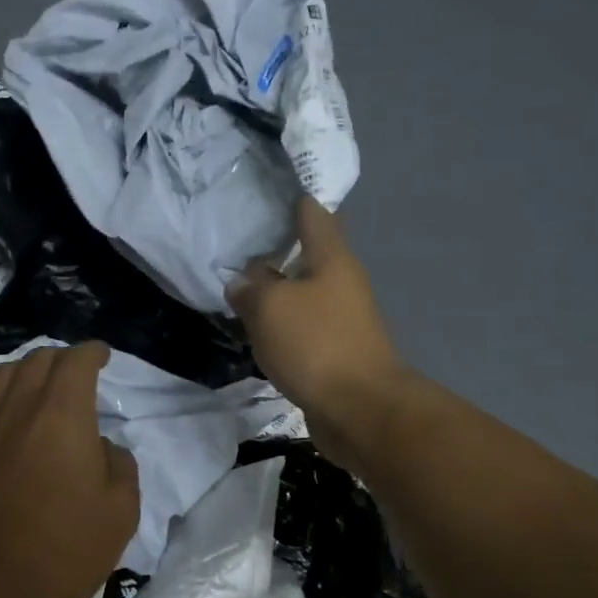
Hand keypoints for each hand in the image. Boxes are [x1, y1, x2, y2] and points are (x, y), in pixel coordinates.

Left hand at [0, 341, 141, 597]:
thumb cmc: (64, 549)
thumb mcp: (120, 511)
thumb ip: (120, 465)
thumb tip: (101, 446)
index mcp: (62, 415)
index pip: (74, 362)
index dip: (91, 352)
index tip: (102, 355)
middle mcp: (19, 410)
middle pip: (37, 360)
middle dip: (62, 357)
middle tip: (78, 371)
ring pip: (4, 376)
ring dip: (28, 370)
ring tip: (43, 385)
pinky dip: (6, 396)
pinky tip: (17, 420)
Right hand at [227, 197, 409, 468]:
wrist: (359, 410)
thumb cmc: (316, 344)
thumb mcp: (272, 306)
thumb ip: (252, 287)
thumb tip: (243, 282)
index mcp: (332, 259)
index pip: (313, 214)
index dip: (292, 198)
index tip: (268, 188)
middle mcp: (341, 282)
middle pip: (308, 254)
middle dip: (277, 246)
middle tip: (238, 239)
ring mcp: (341, 319)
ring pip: (302, 293)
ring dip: (276, 288)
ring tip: (239, 283)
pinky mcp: (333, 351)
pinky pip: (301, 326)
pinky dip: (280, 322)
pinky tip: (255, 326)